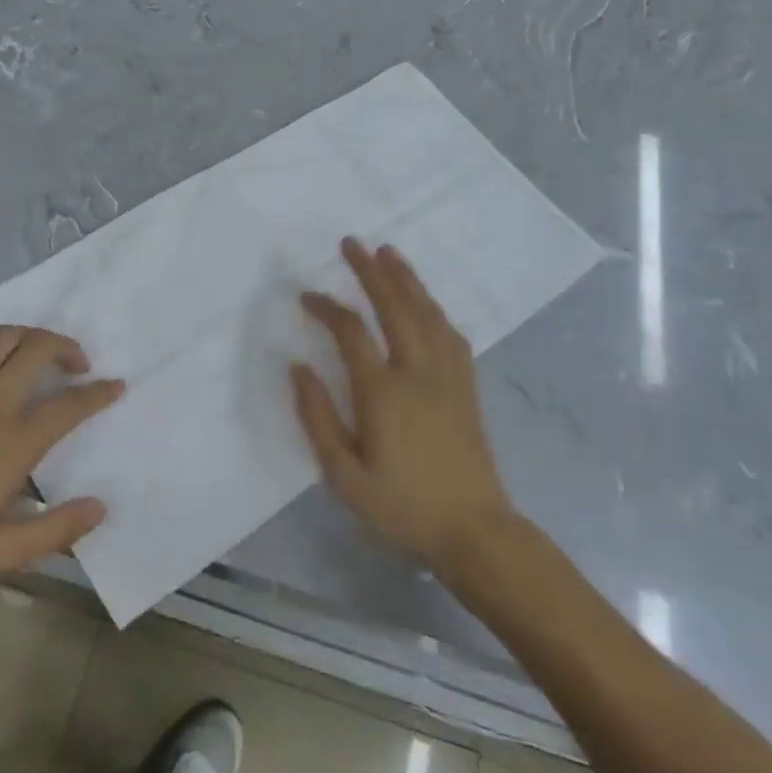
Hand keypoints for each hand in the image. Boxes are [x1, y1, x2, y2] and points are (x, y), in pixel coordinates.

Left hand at [0, 327, 122, 599]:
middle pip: (37, 350)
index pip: (68, 406)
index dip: (98, 394)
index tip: (116, 386)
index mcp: (13, 442)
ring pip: (0, 338)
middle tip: (79, 365)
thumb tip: (99, 509)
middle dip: (67, 347)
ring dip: (28, 336)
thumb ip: (53, 531)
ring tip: (38, 352)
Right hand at [292, 239, 521, 575]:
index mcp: (383, 392)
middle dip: (370, 271)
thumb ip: (317, 417)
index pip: (351, 332)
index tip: (306, 296)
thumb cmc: (401, 505)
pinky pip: (450, 332)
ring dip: (405, 279)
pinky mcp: (466, 384)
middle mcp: (418, 371)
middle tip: (351, 243)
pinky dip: (433, 307)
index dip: (326, 307)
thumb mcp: (344, 475)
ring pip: (426, 312)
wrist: (473, 529)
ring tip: (387, 253)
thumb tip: (298, 367)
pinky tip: (425, 300)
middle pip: (394, 306)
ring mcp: (448, 375)